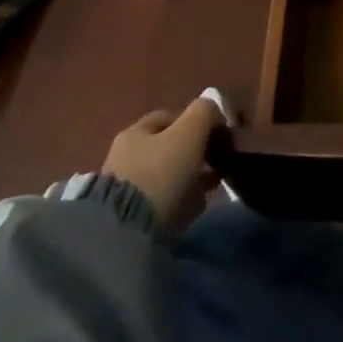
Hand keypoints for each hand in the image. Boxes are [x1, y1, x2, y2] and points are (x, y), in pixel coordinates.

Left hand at [100, 100, 227, 232]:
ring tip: (209, 191)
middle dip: (195, 155)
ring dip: (189, 180)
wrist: (126, 233)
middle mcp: (125, 155)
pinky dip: (178, 202)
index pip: (170, 117)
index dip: (197, 122)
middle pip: (168, 148)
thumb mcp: (189, 134)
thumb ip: (204, 113)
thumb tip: (215, 108)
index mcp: (135, 131)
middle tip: (217, 166)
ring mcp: (124, 188)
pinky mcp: (126, 217)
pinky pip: (161, 202)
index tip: (218, 137)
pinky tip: (192, 210)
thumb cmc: (160, 174)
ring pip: (166, 177)